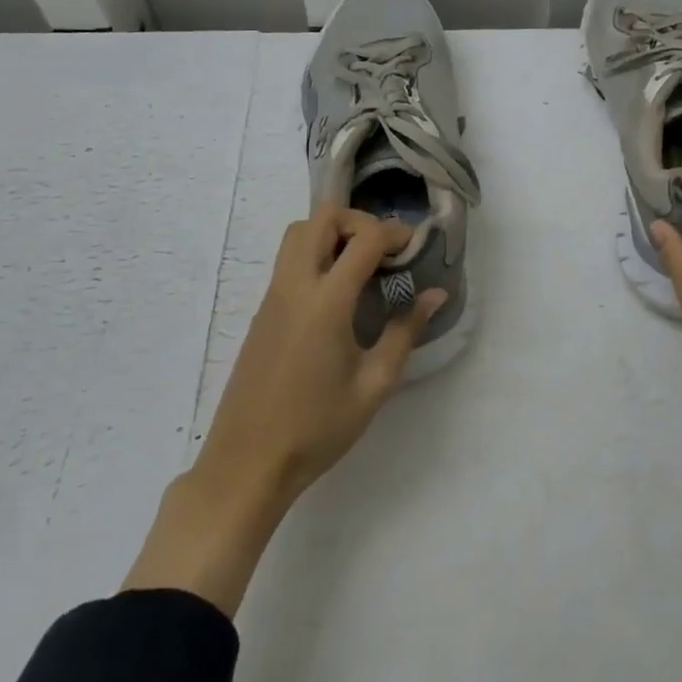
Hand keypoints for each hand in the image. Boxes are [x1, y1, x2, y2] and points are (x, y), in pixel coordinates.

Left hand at [122, 207, 443, 610]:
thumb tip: (434, 295)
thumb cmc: (317, 427)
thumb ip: (405, 332)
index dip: (393, 233)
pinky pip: (288, 260)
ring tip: (361, 265)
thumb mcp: (374, 384)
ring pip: (298, 233)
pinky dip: (315, 253)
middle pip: (321, 218)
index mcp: (326, 301)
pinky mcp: (261, 312)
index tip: (414, 247)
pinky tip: (337, 292)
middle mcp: (295, 286)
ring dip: (332, 233)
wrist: (247, 463)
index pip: (363, 240)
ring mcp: (272, 297)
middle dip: (358, 221)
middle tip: (383, 250)